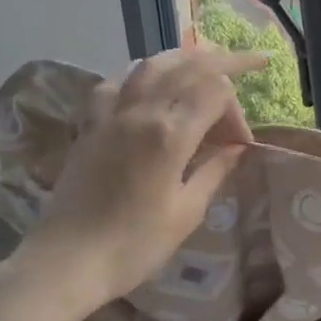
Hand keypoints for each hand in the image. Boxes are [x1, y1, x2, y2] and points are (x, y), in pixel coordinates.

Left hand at [10, 47, 267, 309]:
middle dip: (224, 61)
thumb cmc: (134, 246)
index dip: (237, 112)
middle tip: (252, 62)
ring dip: (183, 58)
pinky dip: (140, 75)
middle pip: (188, 65)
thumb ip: (213, 171)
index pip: (215, 93)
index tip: (240, 146)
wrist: (67, 262)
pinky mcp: (88, 126)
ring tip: (205, 60)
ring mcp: (109, 115)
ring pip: (150, 64)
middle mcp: (140, 112)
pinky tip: (148, 85)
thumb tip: (236, 149)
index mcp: (169, 134)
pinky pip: (115, 83)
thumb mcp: (186, 213)